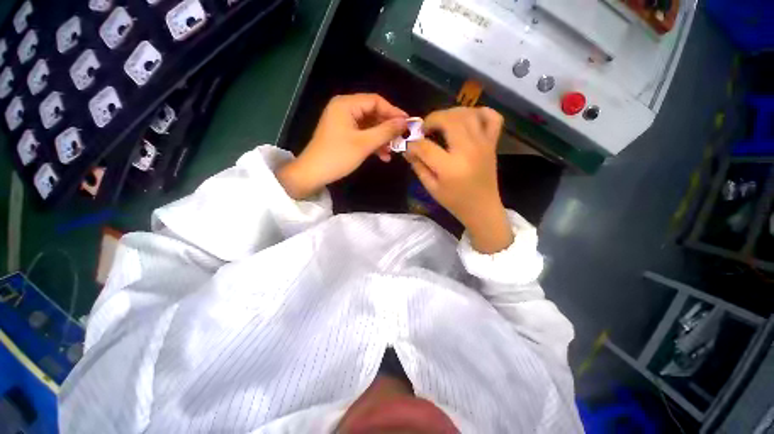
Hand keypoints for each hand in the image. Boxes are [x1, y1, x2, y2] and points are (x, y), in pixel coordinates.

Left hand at [277, 94, 406, 198]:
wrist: (313, 174)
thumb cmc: (338, 156)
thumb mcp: (364, 143)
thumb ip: (386, 131)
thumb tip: (405, 122)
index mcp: (346, 104)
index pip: (376, 101)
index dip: (393, 112)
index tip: (408, 123)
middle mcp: (344, 109)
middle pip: (373, 113)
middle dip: (388, 128)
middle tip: (402, 138)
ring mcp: (343, 122)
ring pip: (369, 126)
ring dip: (382, 138)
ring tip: (393, 151)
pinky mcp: (343, 134)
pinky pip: (362, 134)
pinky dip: (373, 144)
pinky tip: (383, 156)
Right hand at [405, 107, 513, 253]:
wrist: (482, 208)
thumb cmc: (455, 202)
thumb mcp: (431, 188)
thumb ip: (418, 166)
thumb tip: (408, 149)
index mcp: (450, 167)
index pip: (425, 146)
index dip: (413, 144)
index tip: (409, 146)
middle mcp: (468, 151)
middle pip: (448, 120)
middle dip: (431, 119)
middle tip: (425, 129)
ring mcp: (483, 145)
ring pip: (467, 114)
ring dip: (451, 113)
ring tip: (442, 123)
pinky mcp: (492, 144)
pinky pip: (493, 118)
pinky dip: (480, 112)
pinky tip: (468, 120)